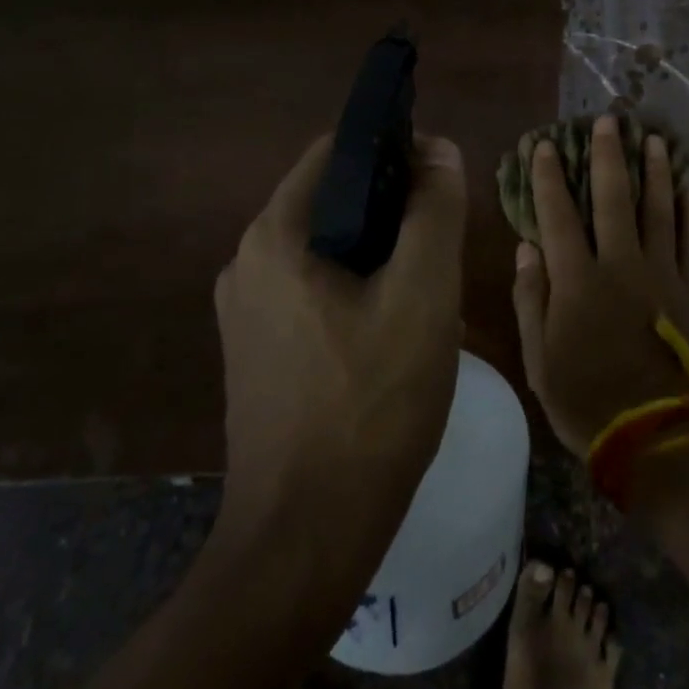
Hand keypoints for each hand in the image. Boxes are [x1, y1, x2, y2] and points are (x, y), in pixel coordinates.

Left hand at [214, 134, 466, 546]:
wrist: (305, 538)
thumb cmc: (371, 404)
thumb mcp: (422, 294)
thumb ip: (434, 210)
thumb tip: (438, 149)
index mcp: (276, 234)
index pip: (338, 151)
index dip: (395, 150)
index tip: (442, 181)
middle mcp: (247, 261)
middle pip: (333, 201)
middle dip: (393, 211)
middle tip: (442, 248)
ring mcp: (246, 311)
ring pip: (328, 250)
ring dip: (379, 255)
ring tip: (426, 293)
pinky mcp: (256, 351)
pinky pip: (313, 292)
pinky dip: (356, 292)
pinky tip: (392, 334)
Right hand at [510, 115, 688, 457]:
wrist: (656, 438)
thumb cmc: (586, 401)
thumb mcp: (538, 358)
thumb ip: (531, 298)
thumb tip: (526, 247)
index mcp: (577, 280)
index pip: (557, 214)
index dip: (547, 176)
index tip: (543, 145)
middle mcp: (621, 264)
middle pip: (613, 197)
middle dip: (607, 155)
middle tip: (607, 119)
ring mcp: (663, 274)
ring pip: (659, 208)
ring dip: (655, 170)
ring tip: (653, 138)